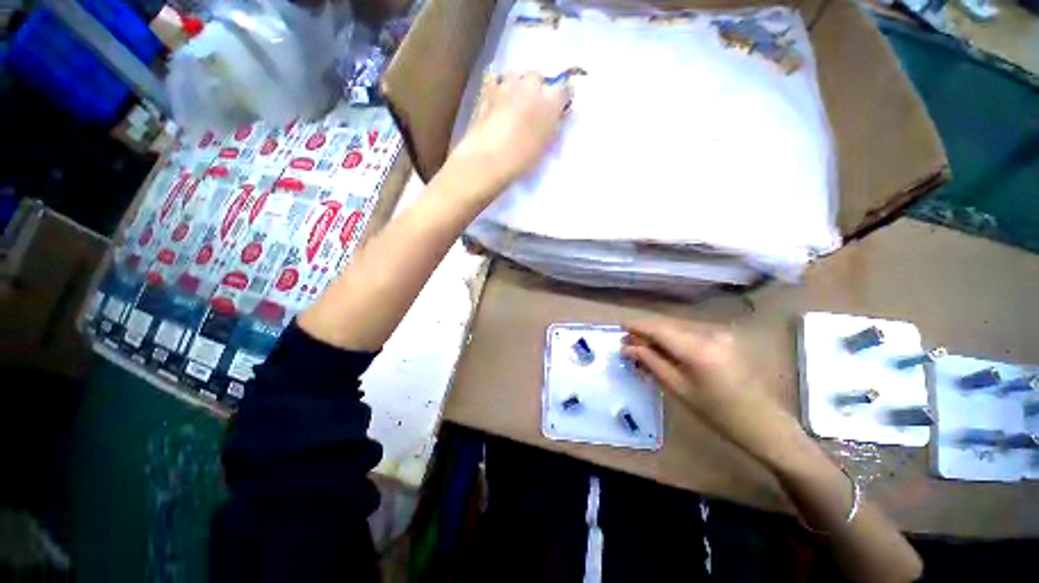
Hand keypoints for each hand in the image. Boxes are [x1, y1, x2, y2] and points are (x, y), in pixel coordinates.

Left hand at [451, 72, 569, 189]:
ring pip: (517, 77)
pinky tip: (497, 101)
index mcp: (550, 100)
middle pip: (538, 78)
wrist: (488, 158)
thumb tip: (556, 116)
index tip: (559, 110)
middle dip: (538, 89)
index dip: (562, 99)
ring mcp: (507, 84)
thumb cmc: (522, 158)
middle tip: (534, 109)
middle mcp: (531, 84)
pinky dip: (499, 87)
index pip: (565, 89)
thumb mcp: (546, 146)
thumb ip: (553, 126)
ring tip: (514, 104)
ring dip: (518, 87)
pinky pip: (497, 81)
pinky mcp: (487, 89)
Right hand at [622, 318, 797, 461]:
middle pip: (667, 326)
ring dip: (659, 336)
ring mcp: (719, 333)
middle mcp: (709, 333)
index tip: (620, 326)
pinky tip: (665, 351)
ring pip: (678, 328)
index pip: (659, 329)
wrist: (762, 422)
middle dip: (646, 333)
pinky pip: (690, 333)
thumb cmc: (717, 412)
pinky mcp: (724, 337)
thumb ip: (651, 362)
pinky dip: (674, 339)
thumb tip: (627, 347)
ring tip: (643, 350)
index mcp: (698, 349)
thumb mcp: (679, 389)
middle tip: (628, 344)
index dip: (638, 326)